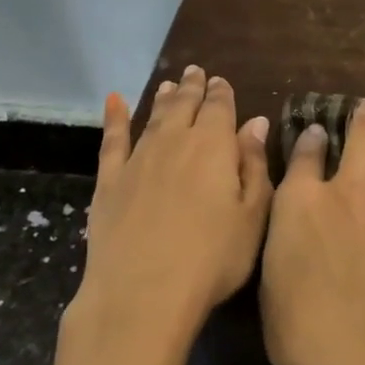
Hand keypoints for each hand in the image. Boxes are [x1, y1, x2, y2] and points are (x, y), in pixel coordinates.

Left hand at [70, 66, 272, 358]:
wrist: (143, 293)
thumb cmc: (213, 258)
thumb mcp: (253, 215)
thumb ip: (255, 164)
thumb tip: (256, 123)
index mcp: (214, 147)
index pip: (220, 108)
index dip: (222, 93)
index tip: (222, 82)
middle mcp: (175, 142)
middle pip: (185, 106)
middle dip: (193, 88)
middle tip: (196, 72)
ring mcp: (138, 160)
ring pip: (153, 117)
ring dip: (163, 99)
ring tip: (169, 84)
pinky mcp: (109, 182)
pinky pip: (112, 140)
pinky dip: (114, 118)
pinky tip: (114, 101)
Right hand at [259, 96, 364, 364]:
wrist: (359, 353)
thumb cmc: (298, 328)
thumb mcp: (273, 272)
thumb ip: (288, 232)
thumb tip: (299, 218)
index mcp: (300, 200)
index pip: (307, 149)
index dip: (314, 137)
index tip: (319, 133)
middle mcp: (348, 187)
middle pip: (363, 129)